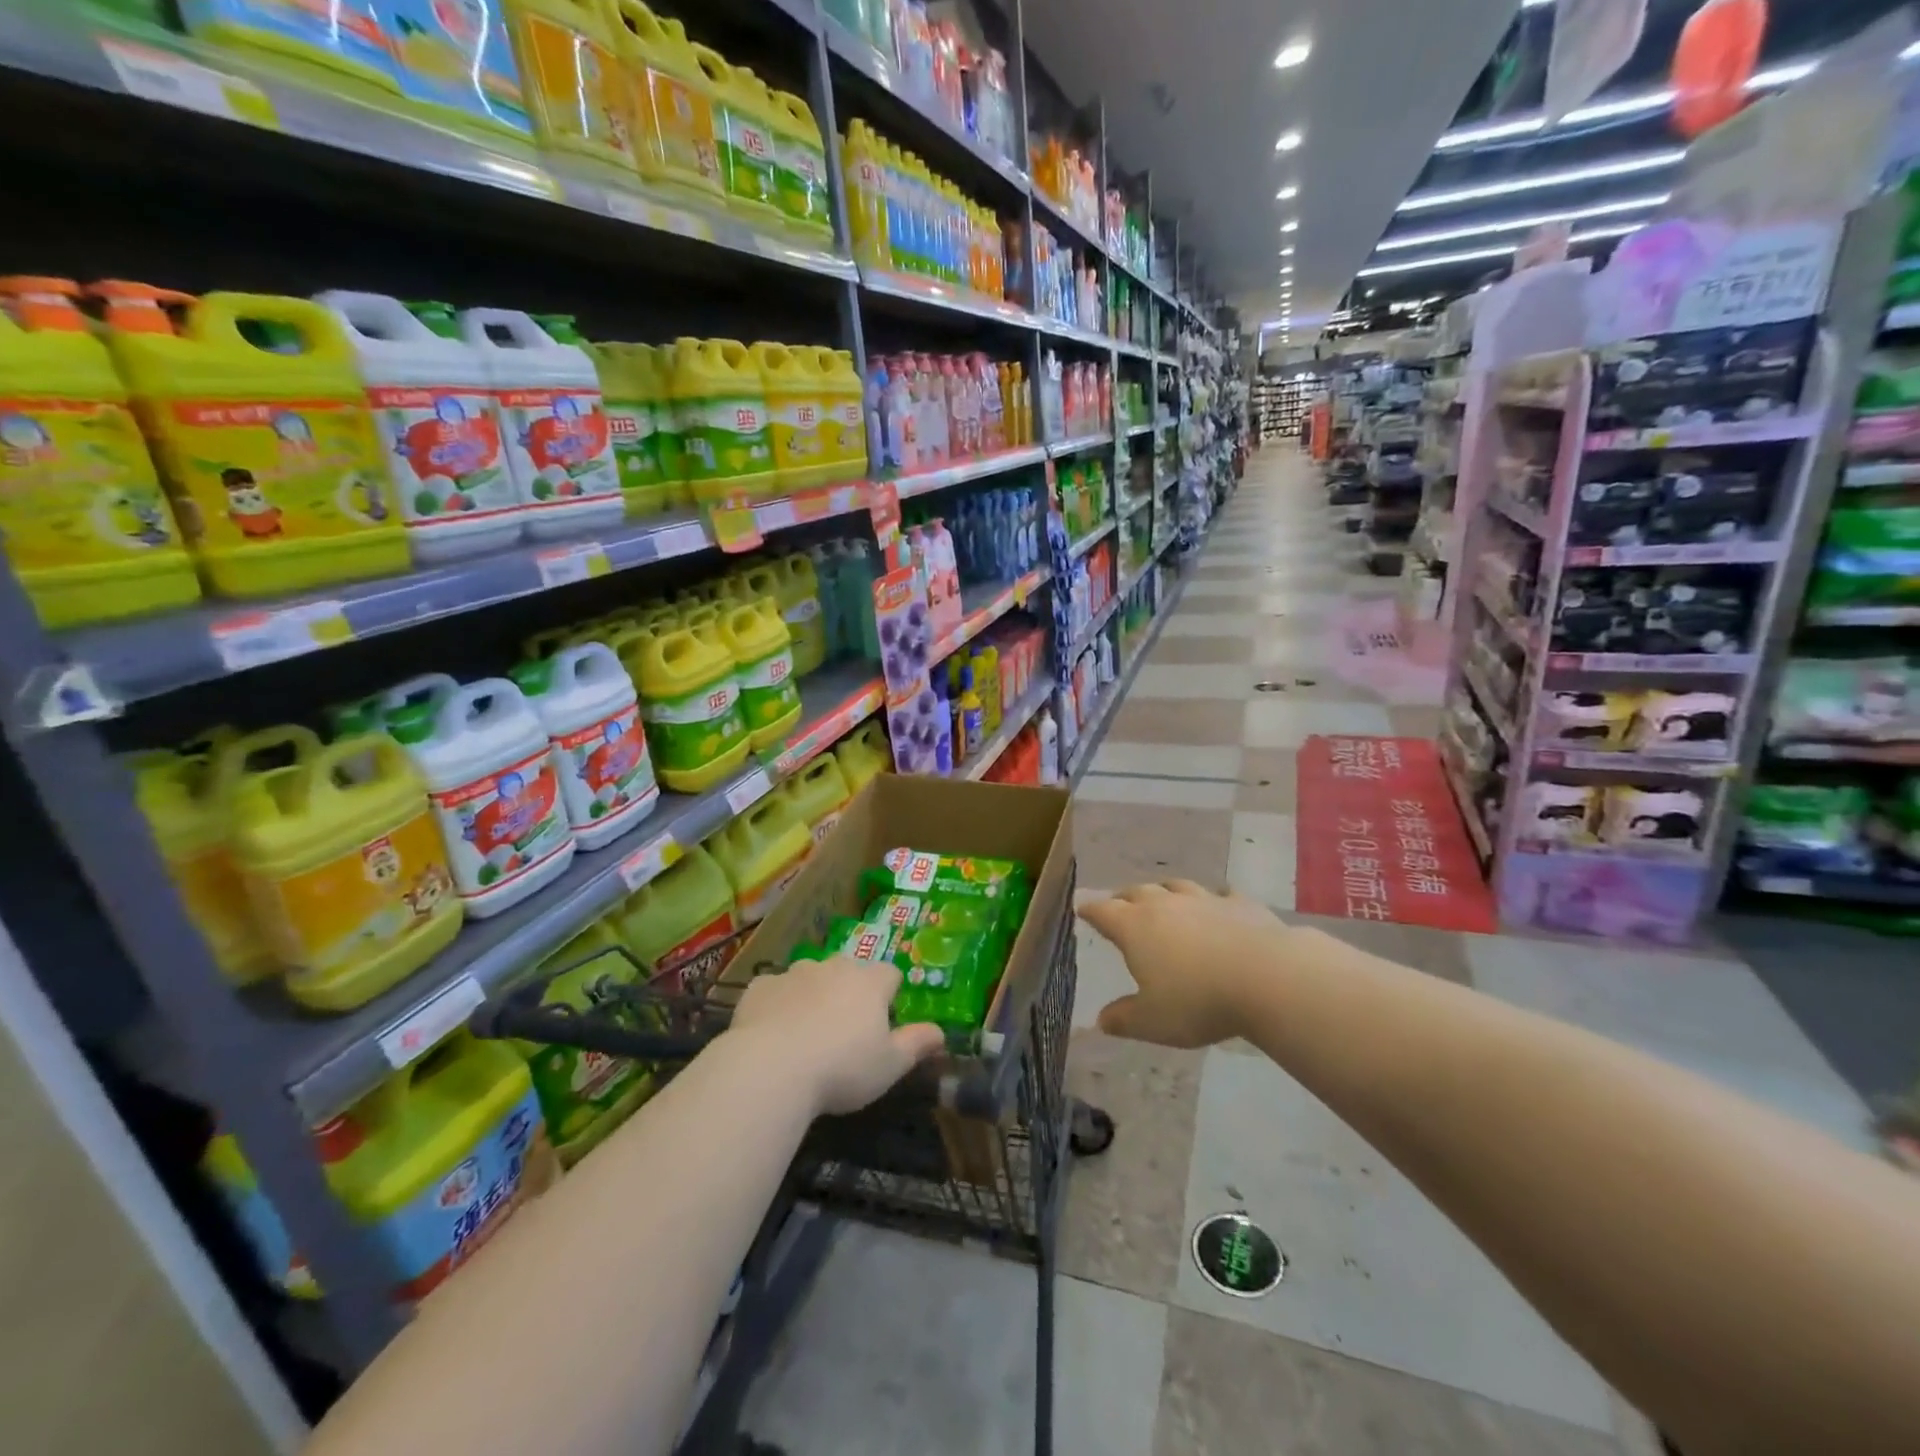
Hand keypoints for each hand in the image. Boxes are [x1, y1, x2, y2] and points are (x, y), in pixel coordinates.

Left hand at [728, 954, 945, 1115]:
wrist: (771, 1069)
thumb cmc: (842, 1069)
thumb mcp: (890, 1065)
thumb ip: (917, 1044)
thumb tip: (941, 1032)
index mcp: (869, 982)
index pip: (890, 974)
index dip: (890, 995)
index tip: (884, 1020)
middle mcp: (834, 967)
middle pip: (849, 970)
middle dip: (850, 991)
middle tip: (845, 1029)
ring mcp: (794, 973)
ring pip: (811, 976)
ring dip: (814, 994)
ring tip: (807, 1032)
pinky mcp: (760, 987)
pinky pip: (775, 990)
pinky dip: (778, 1004)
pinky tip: (772, 1032)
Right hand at [1077, 880, 1295, 1047]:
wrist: (1267, 977)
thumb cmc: (1198, 1001)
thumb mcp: (1153, 1022)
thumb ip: (1124, 1019)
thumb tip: (1101, 1019)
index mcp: (1135, 927)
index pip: (1103, 911)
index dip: (1090, 910)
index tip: (1081, 908)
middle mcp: (1164, 905)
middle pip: (1136, 892)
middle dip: (1124, 898)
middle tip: (1119, 906)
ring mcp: (1204, 900)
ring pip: (1176, 886)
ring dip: (1165, 892)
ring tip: (1163, 899)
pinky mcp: (1240, 904)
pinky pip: (1221, 895)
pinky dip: (1213, 900)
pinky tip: (1219, 906)